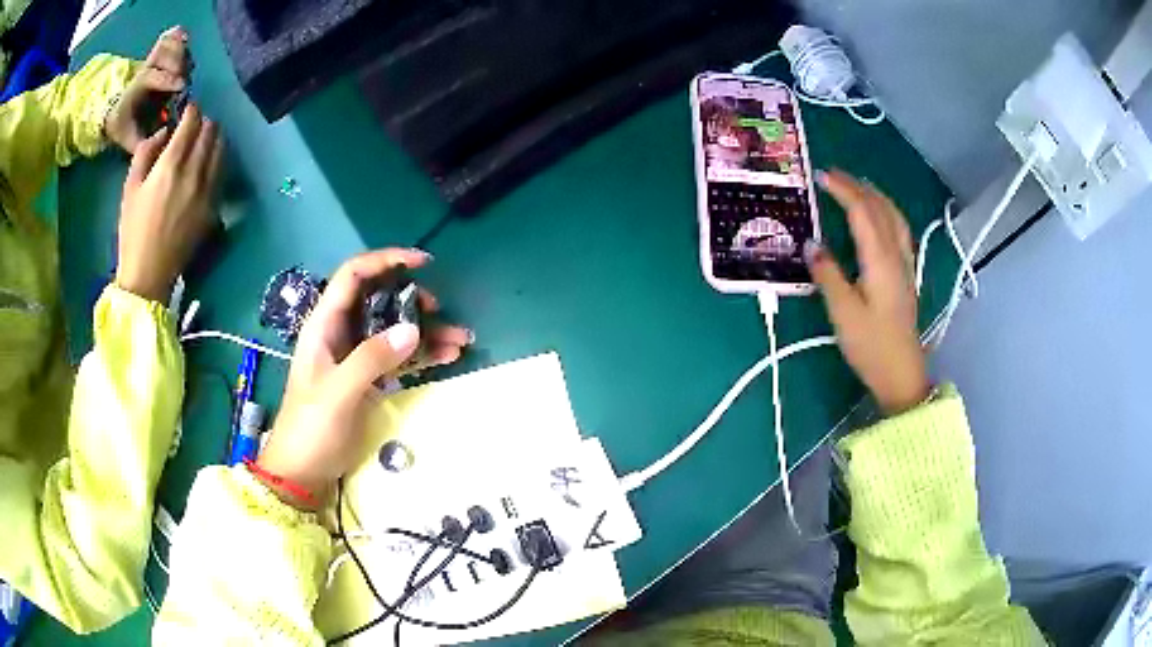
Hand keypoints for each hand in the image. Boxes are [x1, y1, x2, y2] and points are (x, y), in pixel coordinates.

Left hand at [105, 26, 190, 152]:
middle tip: (185, 79)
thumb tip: (163, 145)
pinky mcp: (159, 52)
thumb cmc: (124, 126)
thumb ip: (143, 145)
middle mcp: (146, 68)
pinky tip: (185, 45)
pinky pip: (171, 37)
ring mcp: (153, 58)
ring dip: (181, 53)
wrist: (116, 109)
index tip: (181, 86)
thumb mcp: (129, 140)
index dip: (167, 80)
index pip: (152, 77)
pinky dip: (180, 38)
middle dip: (177, 64)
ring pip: (169, 45)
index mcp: (137, 89)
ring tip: (186, 68)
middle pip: (164, 56)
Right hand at [115, 104, 221, 301]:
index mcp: (171, 165)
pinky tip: (208, 163)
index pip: (192, 122)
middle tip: (196, 123)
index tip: (189, 106)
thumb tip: (166, 131)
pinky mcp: (214, 208)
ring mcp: (208, 191)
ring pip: (222, 149)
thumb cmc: (133, 230)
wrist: (149, 275)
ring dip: (215, 138)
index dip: (192, 109)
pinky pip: (222, 173)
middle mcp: (195, 173)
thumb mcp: (130, 187)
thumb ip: (146, 151)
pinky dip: (218, 160)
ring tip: (204, 139)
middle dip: (205, 121)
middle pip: (212, 131)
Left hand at [257, 250, 473, 510]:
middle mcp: (341, 333)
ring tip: (460, 340)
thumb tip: (411, 329)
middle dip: (412, 299)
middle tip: (439, 311)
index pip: (354, 276)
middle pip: (379, 300)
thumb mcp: (338, 393)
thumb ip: (371, 359)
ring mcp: (356, 357)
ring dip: (426, 332)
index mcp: (324, 325)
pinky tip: (447, 357)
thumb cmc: (311, 428)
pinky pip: (398, 357)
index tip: (422, 262)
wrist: (303, 470)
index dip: (385, 260)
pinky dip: (422, 355)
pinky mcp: (368, 379)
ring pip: (393, 330)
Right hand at [806, 170, 928, 414]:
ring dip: (875, 196)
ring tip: (857, 185)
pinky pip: (899, 230)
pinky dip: (887, 213)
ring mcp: (904, 264)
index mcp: (880, 260)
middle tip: (833, 175)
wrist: (901, 374)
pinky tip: (880, 217)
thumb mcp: (843, 313)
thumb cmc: (871, 345)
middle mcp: (896, 255)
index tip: (820, 176)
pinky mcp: (906, 276)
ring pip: (894, 217)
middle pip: (880, 208)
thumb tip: (810, 243)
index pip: (862, 211)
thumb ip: (827, 274)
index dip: (842, 190)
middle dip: (857, 186)